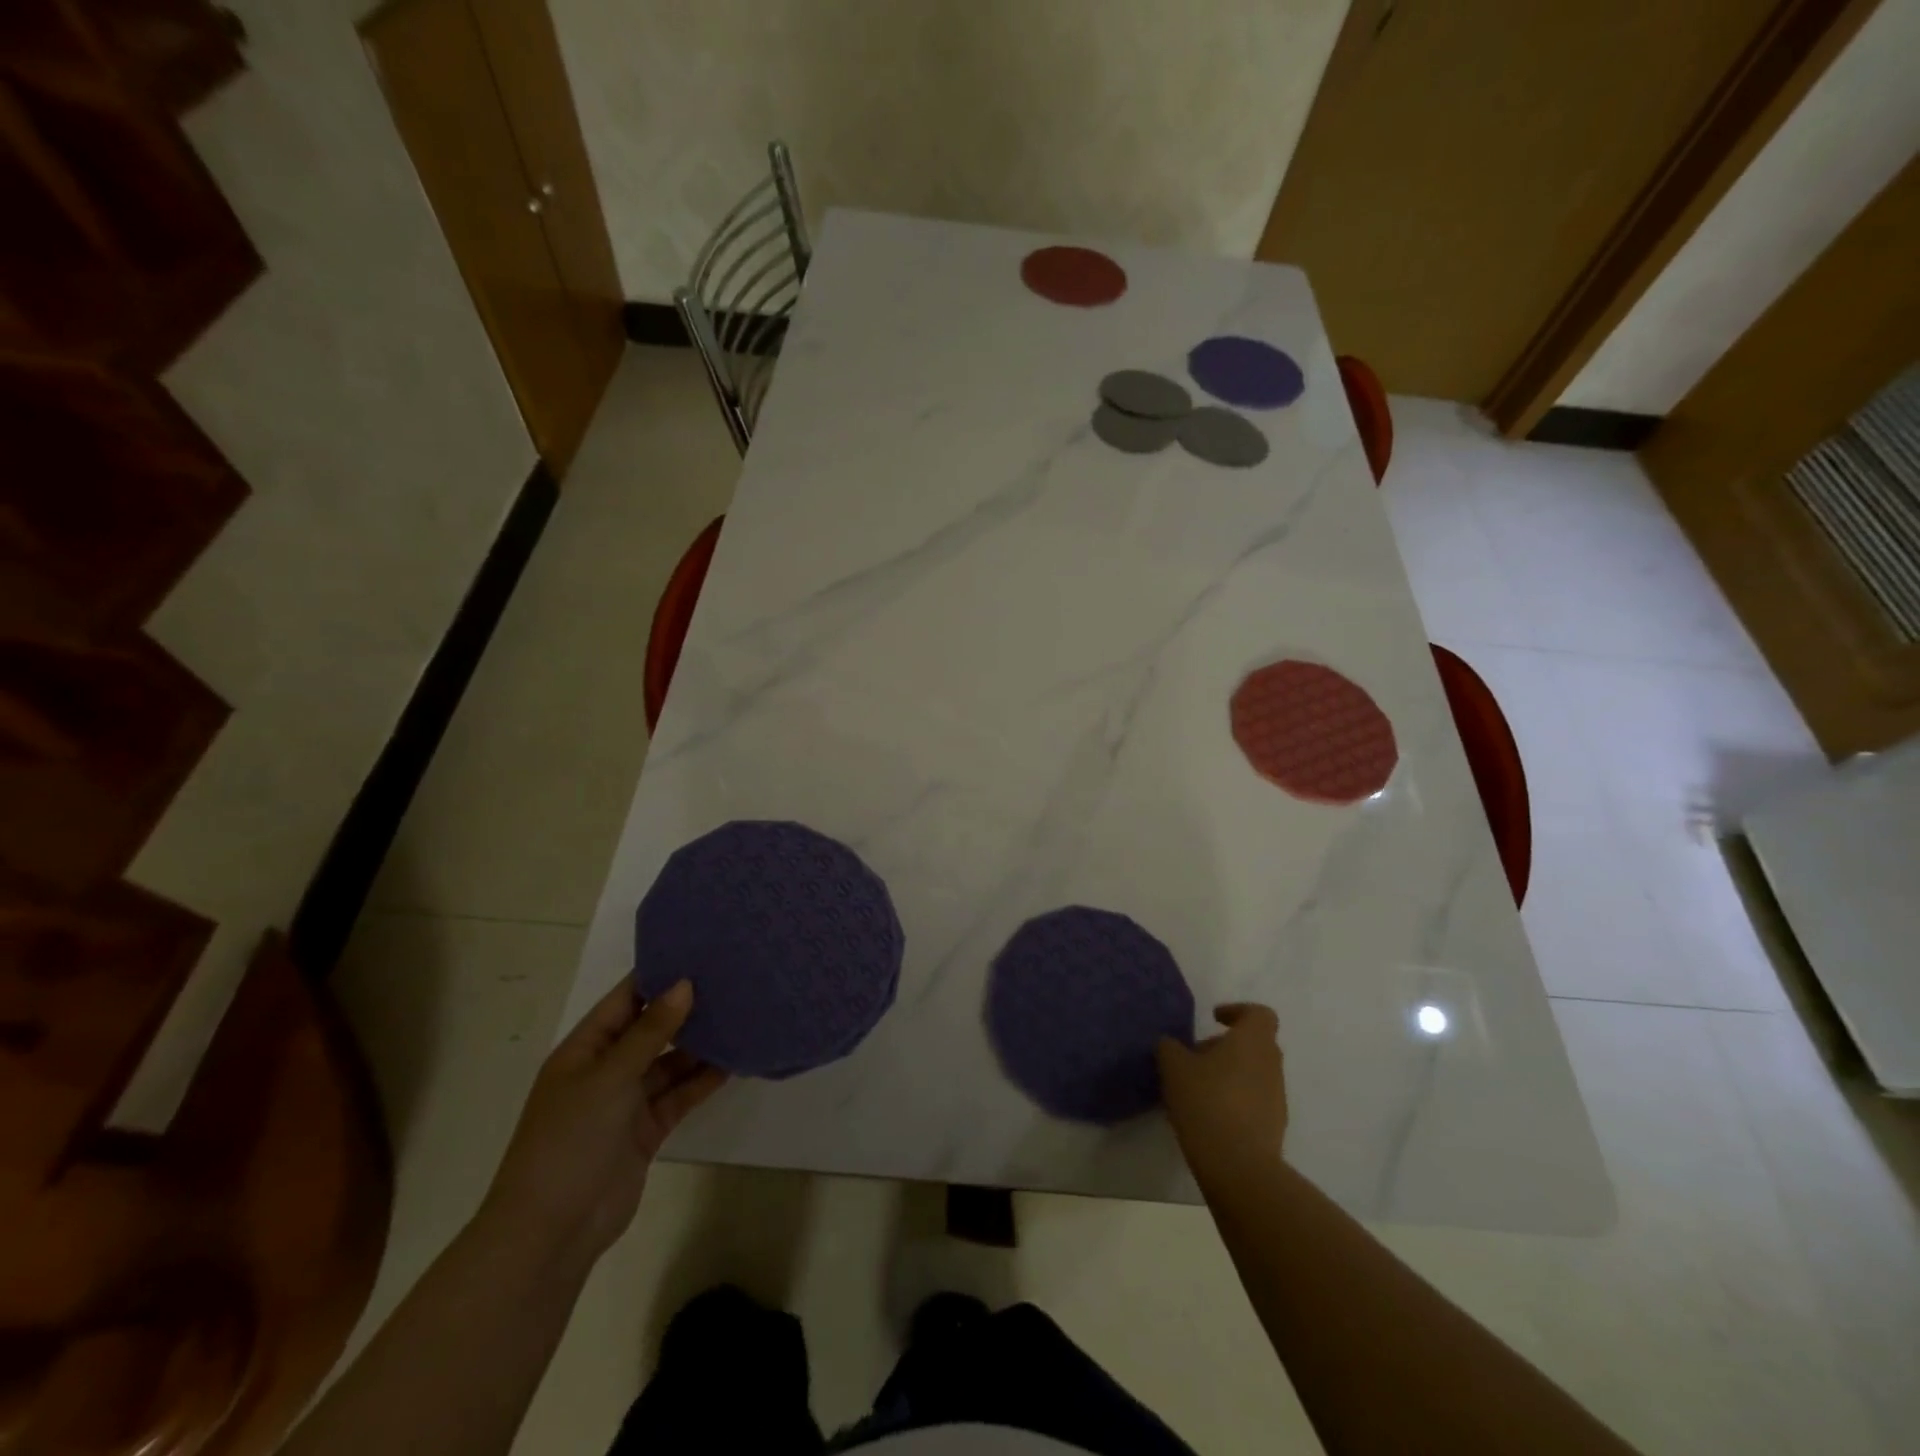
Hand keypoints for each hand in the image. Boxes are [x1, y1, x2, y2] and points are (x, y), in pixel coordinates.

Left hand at [478, 980, 725, 1272]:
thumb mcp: (609, 1076)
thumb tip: (685, 983)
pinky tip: (735, 1061)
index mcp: (585, 1048)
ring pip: (671, 1062)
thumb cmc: (570, 1139)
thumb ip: (651, 1031)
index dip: (659, 975)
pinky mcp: (647, 1129)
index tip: (701, 951)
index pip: (626, 998)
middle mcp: (607, 1068)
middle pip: (652, 1028)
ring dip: (701, 1044)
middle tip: (732, 980)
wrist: (552, 1231)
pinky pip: (680, 1094)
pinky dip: (704, 1079)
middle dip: (687, 1008)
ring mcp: (627, 1100)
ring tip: (742, 1015)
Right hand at [1158, 1003, 1287, 1175]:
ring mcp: (1277, 1098)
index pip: (1259, 1014)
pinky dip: (1235, 1100)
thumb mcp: (1173, 1067)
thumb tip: (1172, 1045)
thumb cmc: (1206, 1101)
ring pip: (1254, 1073)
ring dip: (1230, 1074)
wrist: (1239, 1166)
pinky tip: (1209, 1115)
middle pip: (1255, 1044)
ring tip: (1197, 1089)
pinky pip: (1255, 1101)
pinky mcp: (1274, 1127)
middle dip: (1226, 1046)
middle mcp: (1271, 1065)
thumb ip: (1170, 1047)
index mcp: (1253, 1041)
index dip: (1237, 1011)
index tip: (1214, 1019)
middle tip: (1196, 1057)